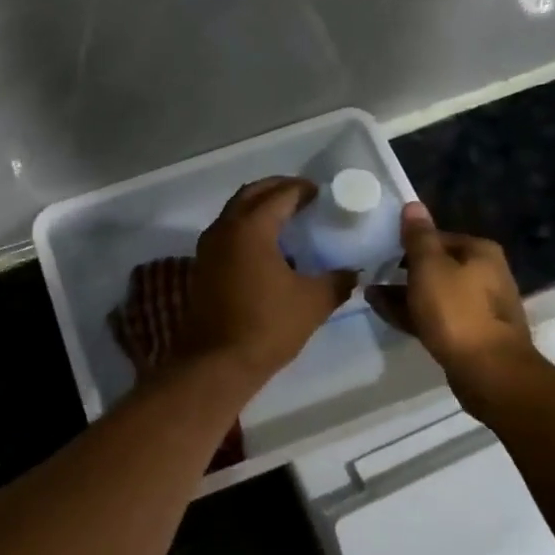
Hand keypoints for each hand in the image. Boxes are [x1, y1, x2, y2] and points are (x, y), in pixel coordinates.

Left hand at [184, 178, 355, 382]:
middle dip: (277, 190)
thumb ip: (337, 281)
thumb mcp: (313, 302)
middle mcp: (224, 229)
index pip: (280, 194)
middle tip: (303, 197)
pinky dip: (246, 230)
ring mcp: (207, 248)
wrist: (216, 364)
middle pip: (251, 194)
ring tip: (287, 221)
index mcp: (251, 228)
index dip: (303, 190)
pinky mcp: (202, 268)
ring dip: (258, 209)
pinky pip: (227, 234)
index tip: (322, 193)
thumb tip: (353, 272)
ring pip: (234, 213)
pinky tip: (268, 250)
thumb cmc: (267, 326)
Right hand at [366, 203, 541, 406]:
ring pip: (434, 293)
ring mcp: (479, 307)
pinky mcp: (470, 334)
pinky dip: (412, 313)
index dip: (408, 242)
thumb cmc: (457, 311)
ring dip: (403, 293)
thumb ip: (418, 237)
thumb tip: (413, 205)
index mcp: (480, 252)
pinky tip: (385, 313)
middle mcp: (485, 274)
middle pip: (437, 266)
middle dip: (403, 270)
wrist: (489, 371)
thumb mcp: (430, 267)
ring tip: (370, 294)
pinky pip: (435, 316)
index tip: (380, 249)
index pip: (438, 237)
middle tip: (371, 273)